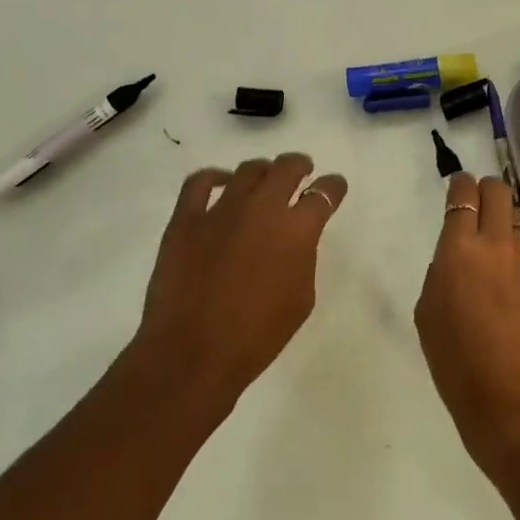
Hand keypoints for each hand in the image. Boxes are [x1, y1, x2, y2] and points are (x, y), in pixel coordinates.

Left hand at [134, 154, 347, 407]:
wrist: (193, 353)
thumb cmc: (256, 336)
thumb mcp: (301, 299)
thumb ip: (302, 259)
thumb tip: (293, 240)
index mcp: (296, 231)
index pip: (324, 194)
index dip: (333, 187)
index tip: (334, 186)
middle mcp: (262, 209)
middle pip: (286, 168)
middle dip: (299, 165)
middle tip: (302, 170)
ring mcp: (221, 210)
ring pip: (248, 170)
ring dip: (263, 172)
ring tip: (264, 179)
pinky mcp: (186, 219)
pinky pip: (200, 182)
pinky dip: (214, 176)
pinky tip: (221, 182)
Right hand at [415, 172, 519, 467]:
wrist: (510, 402)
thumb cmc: (455, 362)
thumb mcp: (427, 314)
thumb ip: (439, 275)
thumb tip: (454, 262)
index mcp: (459, 250)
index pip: (463, 195)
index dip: (459, 184)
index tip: (457, 186)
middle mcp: (496, 246)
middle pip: (499, 191)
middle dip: (486, 189)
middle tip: (477, 202)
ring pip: (519, 219)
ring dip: (506, 219)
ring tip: (496, 239)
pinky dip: (517, 256)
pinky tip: (510, 283)